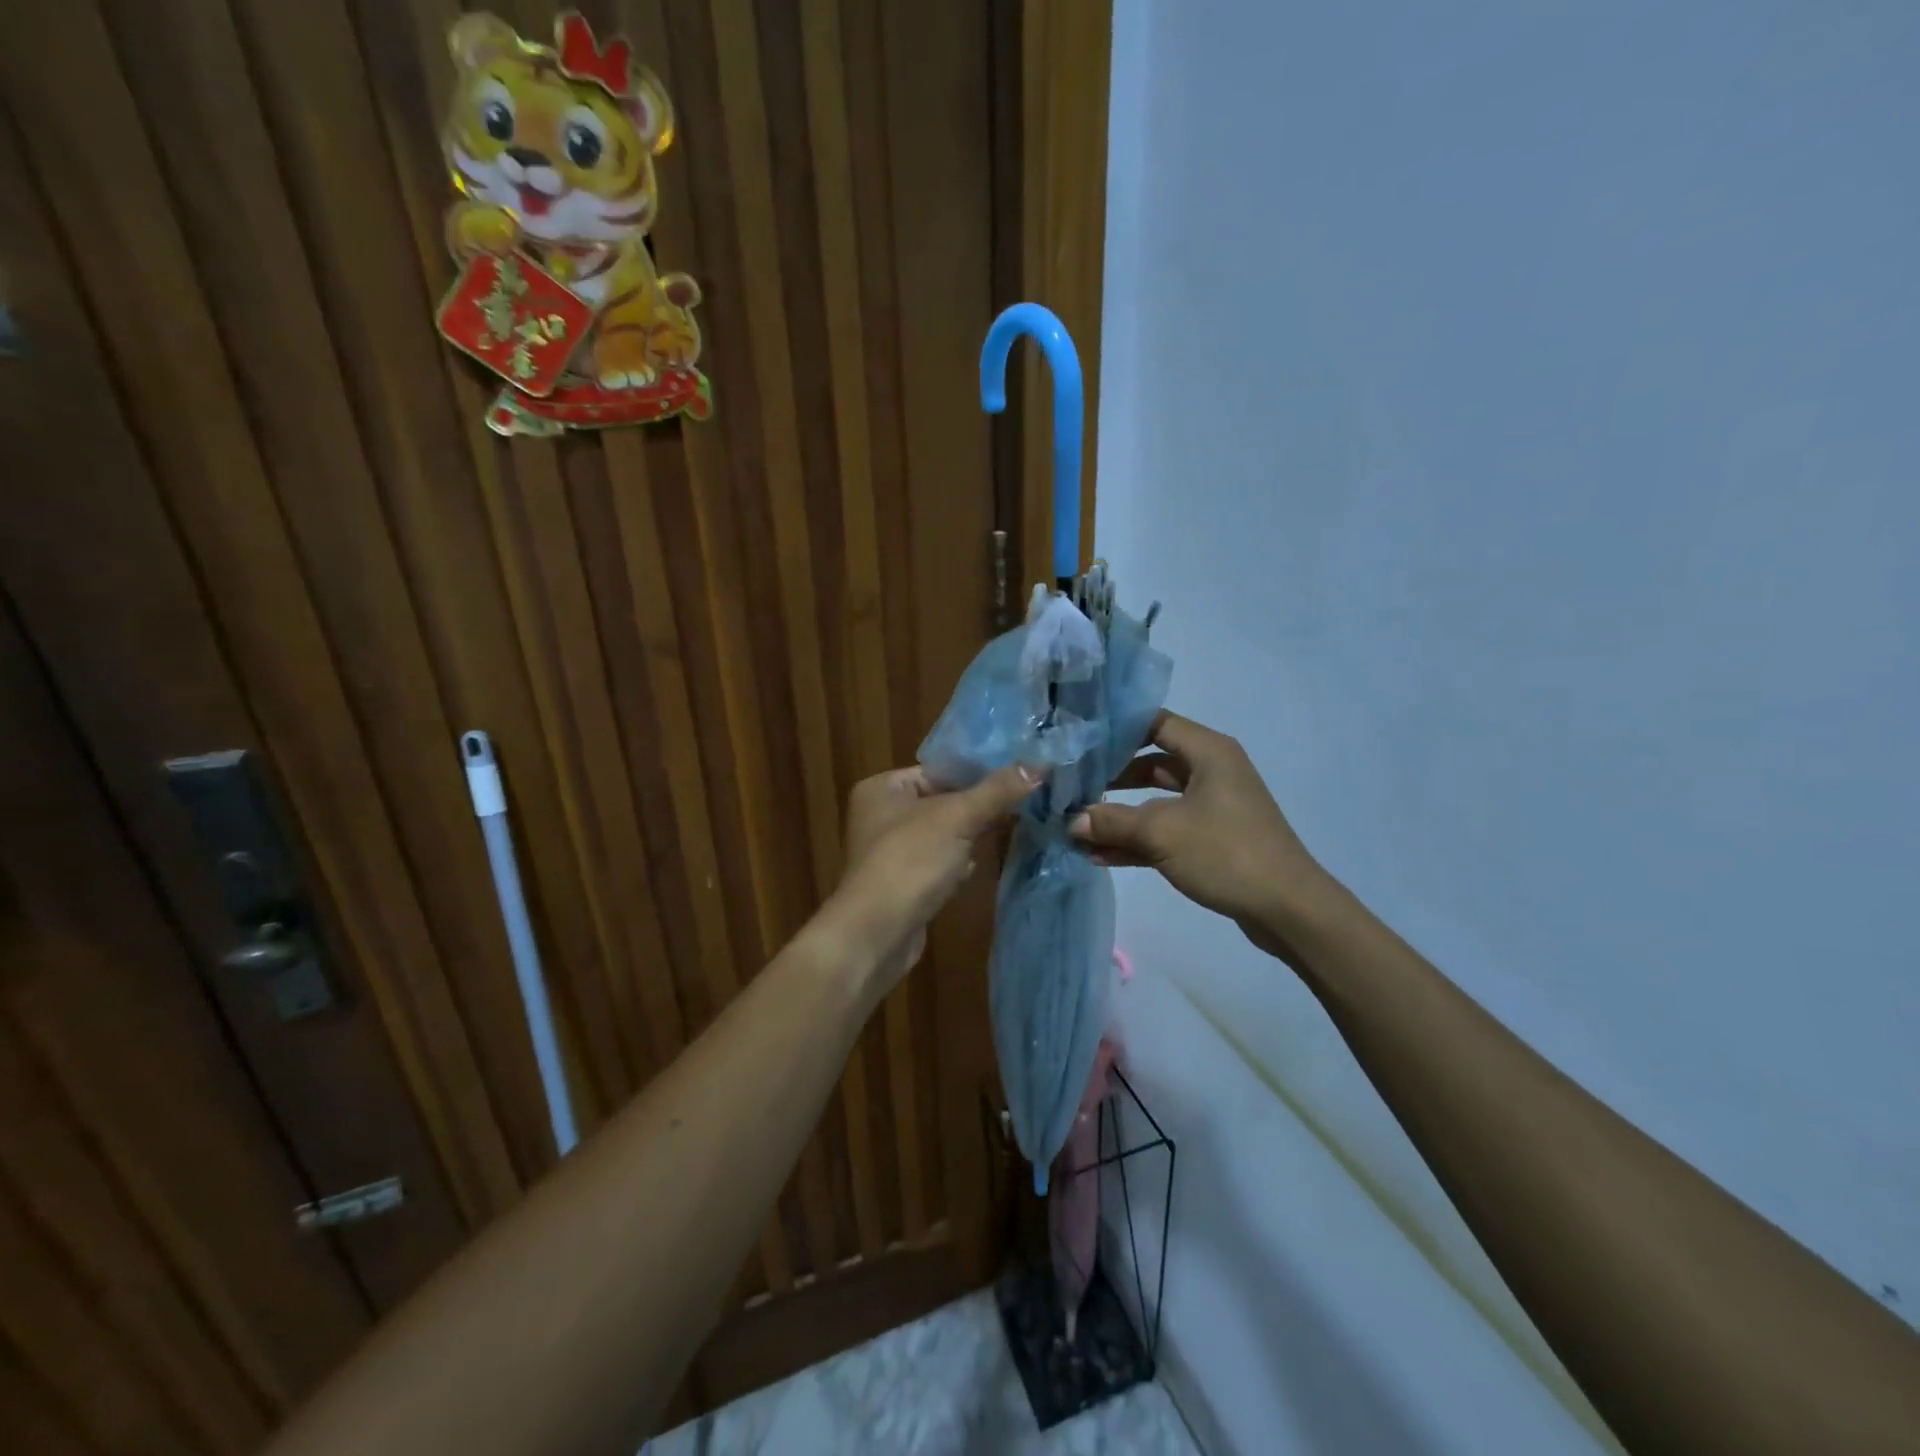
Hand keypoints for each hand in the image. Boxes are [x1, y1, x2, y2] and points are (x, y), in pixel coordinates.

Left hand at [833, 764, 1040, 983]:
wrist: (877, 933)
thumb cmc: (911, 860)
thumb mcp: (958, 816)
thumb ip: (997, 790)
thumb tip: (1040, 765)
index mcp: (883, 788)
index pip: (938, 769)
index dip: (978, 771)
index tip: (1018, 774)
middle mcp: (881, 815)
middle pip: (942, 800)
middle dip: (979, 805)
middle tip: (1024, 800)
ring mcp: (890, 852)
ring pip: (943, 833)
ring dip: (971, 835)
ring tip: (1012, 827)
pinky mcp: (903, 883)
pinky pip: (938, 863)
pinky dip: (957, 863)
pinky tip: (976, 867)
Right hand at [1069, 712, 1333, 953]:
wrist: (1288, 909)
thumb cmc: (1226, 853)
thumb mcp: (1161, 832)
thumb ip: (1112, 821)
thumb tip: (1070, 821)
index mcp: (1208, 752)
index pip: (1154, 722)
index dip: (1116, 728)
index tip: (1078, 740)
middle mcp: (1210, 771)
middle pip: (1150, 763)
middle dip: (1109, 777)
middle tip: (1069, 785)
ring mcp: (1211, 807)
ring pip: (1154, 801)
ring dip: (1119, 816)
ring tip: (1075, 827)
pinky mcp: (1210, 839)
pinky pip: (1165, 830)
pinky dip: (1137, 840)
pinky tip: (1099, 856)